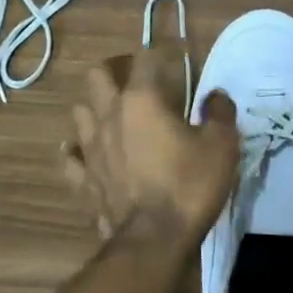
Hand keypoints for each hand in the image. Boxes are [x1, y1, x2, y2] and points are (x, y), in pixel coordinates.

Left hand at [64, 44, 239, 243]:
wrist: (154, 240)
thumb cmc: (190, 185)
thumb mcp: (222, 146)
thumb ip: (220, 113)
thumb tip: (216, 96)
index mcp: (142, 100)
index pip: (146, 58)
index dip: (163, 53)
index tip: (179, 58)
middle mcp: (109, 115)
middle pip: (98, 75)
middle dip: (115, 70)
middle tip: (137, 81)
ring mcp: (90, 149)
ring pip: (80, 112)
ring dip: (95, 108)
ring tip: (114, 116)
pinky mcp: (84, 180)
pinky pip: (71, 159)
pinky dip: (77, 152)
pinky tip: (85, 153)